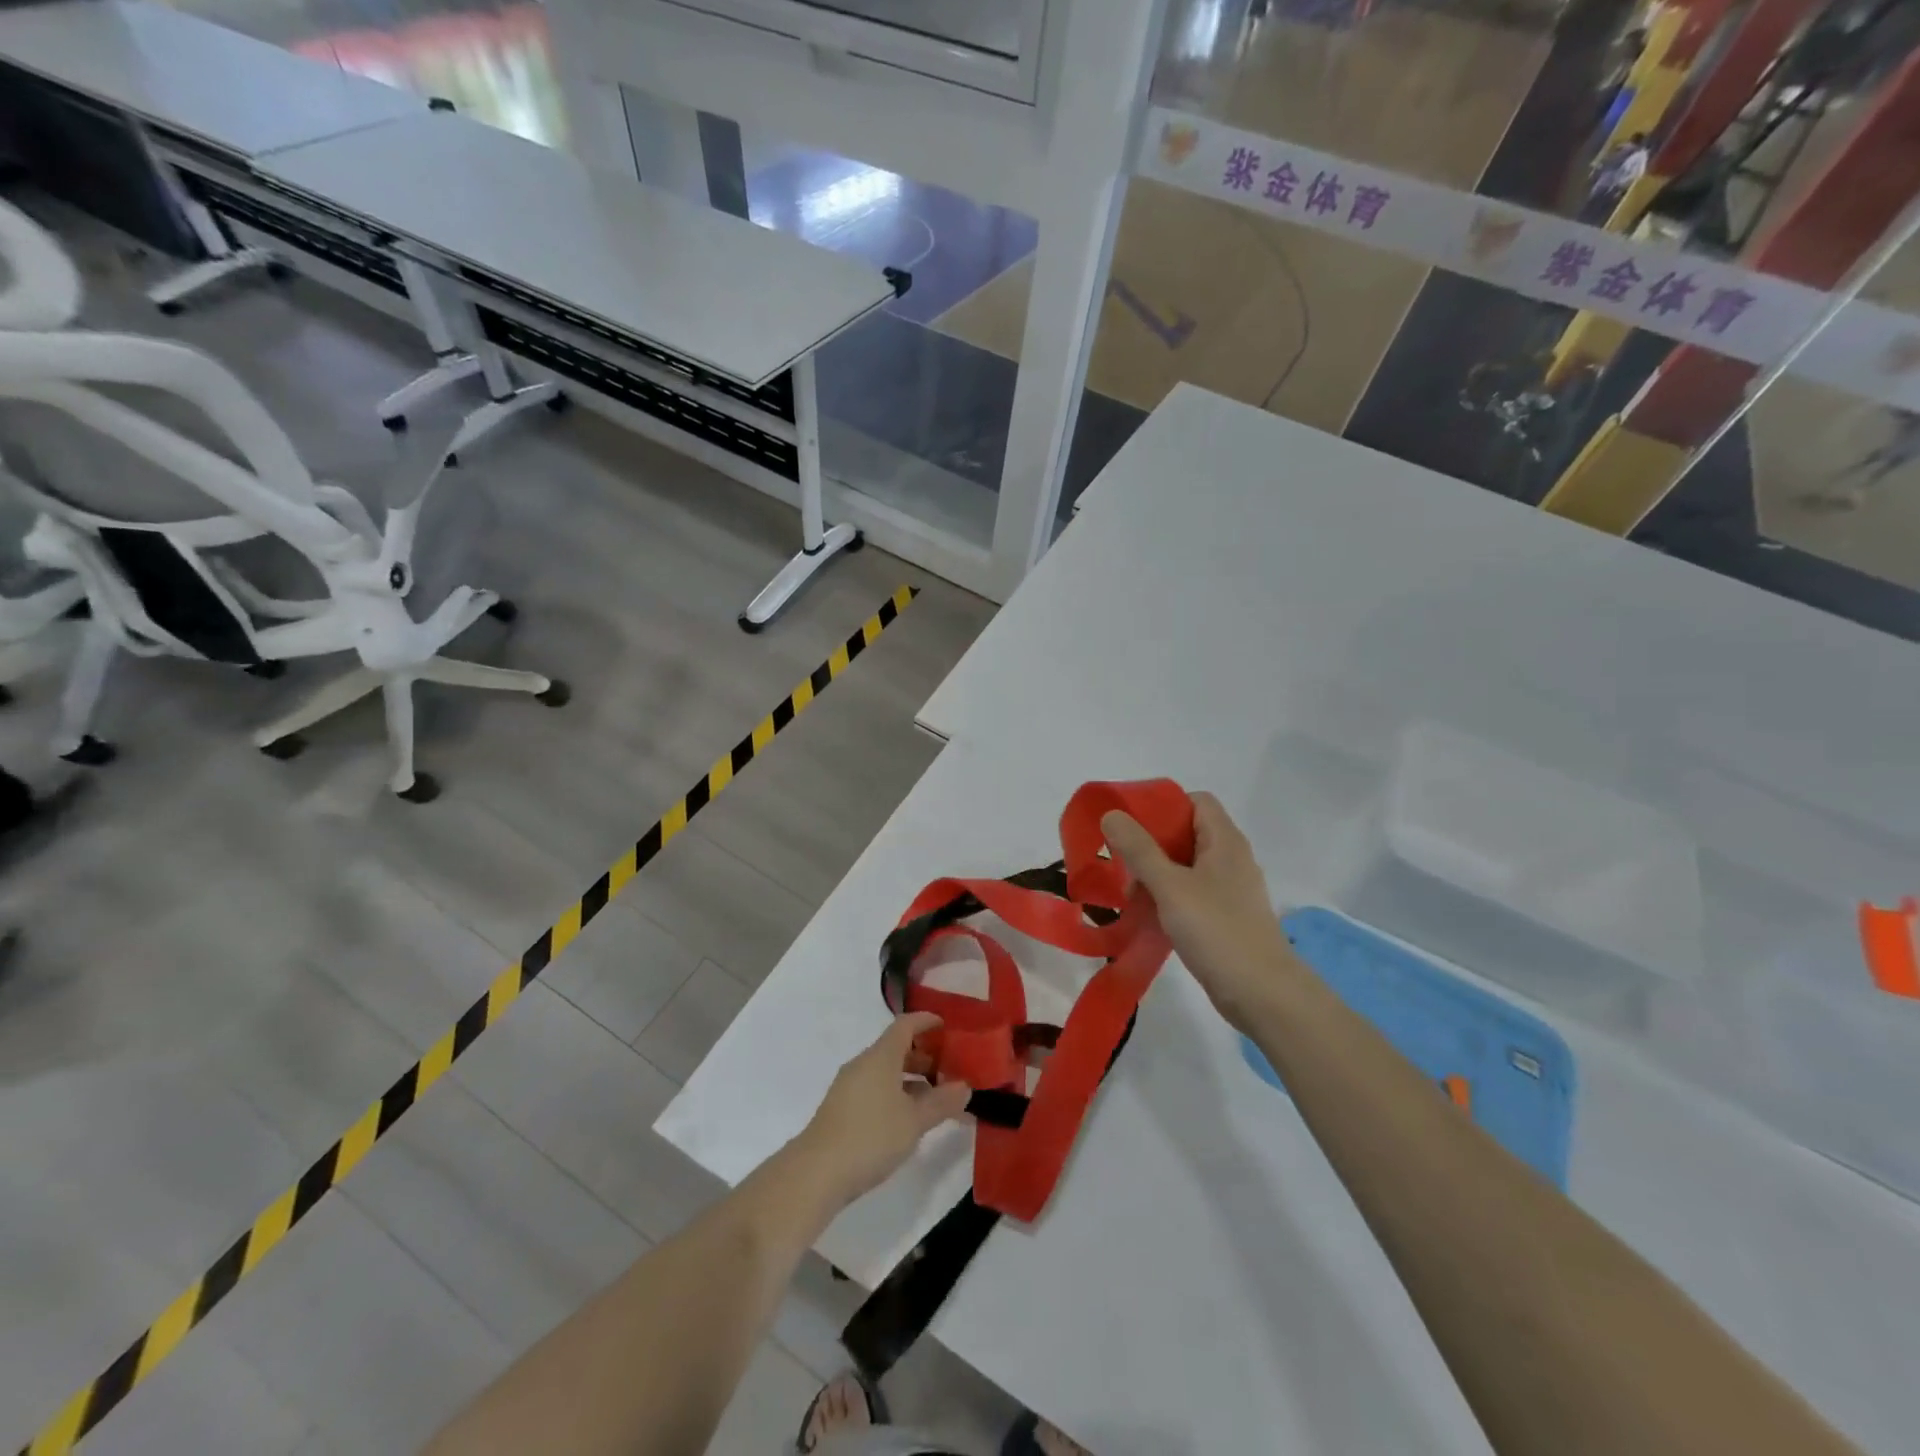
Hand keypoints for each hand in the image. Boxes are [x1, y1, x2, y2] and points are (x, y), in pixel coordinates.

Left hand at [794, 1012, 970, 1208]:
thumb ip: (942, 1102)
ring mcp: (849, 1087)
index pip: (905, 1025)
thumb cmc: (870, 1136)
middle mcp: (863, 1064)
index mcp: (880, 1056)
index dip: (926, 1021)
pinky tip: (909, 1120)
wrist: (816, 1173)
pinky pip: (876, 1090)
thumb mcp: (914, 1121)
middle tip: (950, 1071)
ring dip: (911, 1080)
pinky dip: (896, 1095)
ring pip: (886, 1072)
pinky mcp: (842, 1110)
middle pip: (896, 1048)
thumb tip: (964, 1087)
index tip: (947, 1027)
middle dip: (924, 1056)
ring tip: (936, 1100)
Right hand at [1102, 792, 1299, 1032]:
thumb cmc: (1217, 930)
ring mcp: (1230, 890)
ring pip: (1185, 867)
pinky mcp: (1225, 917)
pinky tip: (1149, 917)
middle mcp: (1231, 859)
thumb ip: (1139, 849)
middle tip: (1123, 864)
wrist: (1263, 994)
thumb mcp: (1170, 886)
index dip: (1163, 806)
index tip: (1130, 824)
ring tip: (1131, 896)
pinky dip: (1168, 898)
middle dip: (1151, 844)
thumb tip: (1112, 813)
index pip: (1196, 801)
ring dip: (1156, 875)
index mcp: (1224, 841)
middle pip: (1187, 834)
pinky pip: (1191, 894)